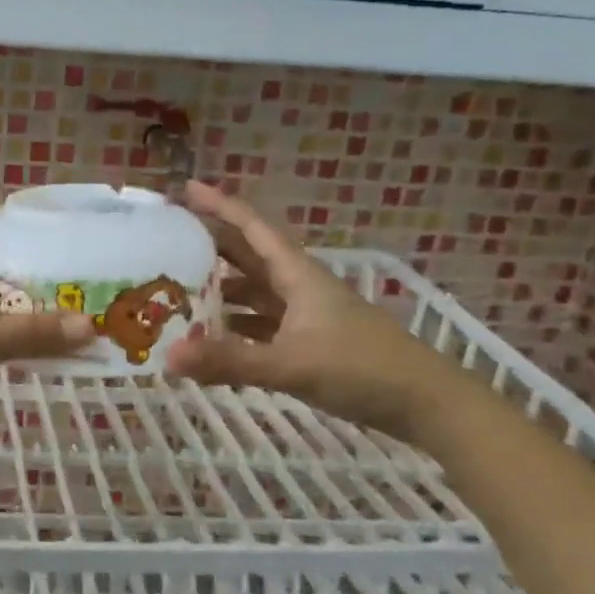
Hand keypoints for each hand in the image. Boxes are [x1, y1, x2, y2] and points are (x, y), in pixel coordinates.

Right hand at [164, 181, 464, 441]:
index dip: (219, 205)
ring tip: (177, 289)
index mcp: (297, 275)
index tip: (185, 189)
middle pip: (248, 255)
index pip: (252, 228)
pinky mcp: (308, 342)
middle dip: (210, 244)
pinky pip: (260, 323)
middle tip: (168, 239)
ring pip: (253, 291)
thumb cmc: (361, 369)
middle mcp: (298, 287)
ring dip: (220, 288)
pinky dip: (234, 326)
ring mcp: (304, 315)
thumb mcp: (291, 364)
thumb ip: (230, 361)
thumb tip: (168, 358)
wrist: (426, 404)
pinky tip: (210, 338)